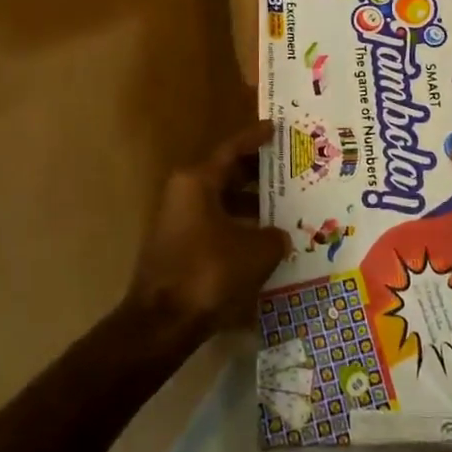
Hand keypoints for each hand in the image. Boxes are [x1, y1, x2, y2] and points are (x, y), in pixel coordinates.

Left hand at [126, 120, 290, 337]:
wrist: (162, 323)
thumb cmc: (209, 273)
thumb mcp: (255, 251)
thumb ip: (274, 236)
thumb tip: (280, 236)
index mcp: (197, 181)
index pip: (231, 149)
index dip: (255, 138)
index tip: (275, 129)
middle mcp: (184, 193)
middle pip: (226, 174)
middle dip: (258, 173)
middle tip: (290, 170)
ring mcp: (179, 221)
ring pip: (222, 202)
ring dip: (251, 204)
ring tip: (285, 208)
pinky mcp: (180, 247)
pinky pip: (216, 225)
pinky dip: (239, 227)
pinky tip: (265, 241)